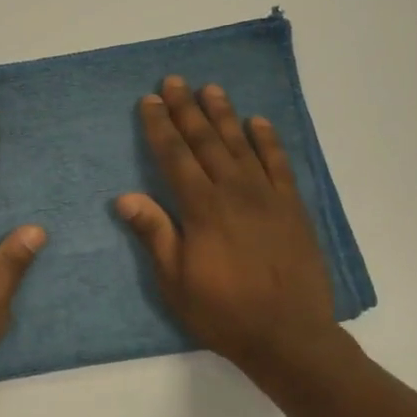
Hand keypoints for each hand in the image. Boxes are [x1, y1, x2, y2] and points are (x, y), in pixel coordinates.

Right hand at [116, 77, 340, 380]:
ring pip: (241, 145)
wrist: (288, 335)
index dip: (159, 126)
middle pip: (206, 141)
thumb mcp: (175, 281)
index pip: (175, 156)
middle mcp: (234, 192)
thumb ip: (154, 233)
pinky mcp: (292, 207)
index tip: (149, 101)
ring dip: (224, 115)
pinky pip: (279, 164)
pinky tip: (258, 122)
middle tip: (174, 81)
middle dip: (187, 110)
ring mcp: (267, 196)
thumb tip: (124, 196)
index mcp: (201, 209)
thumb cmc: (223, 311)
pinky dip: (268, 140)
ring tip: (211, 89)